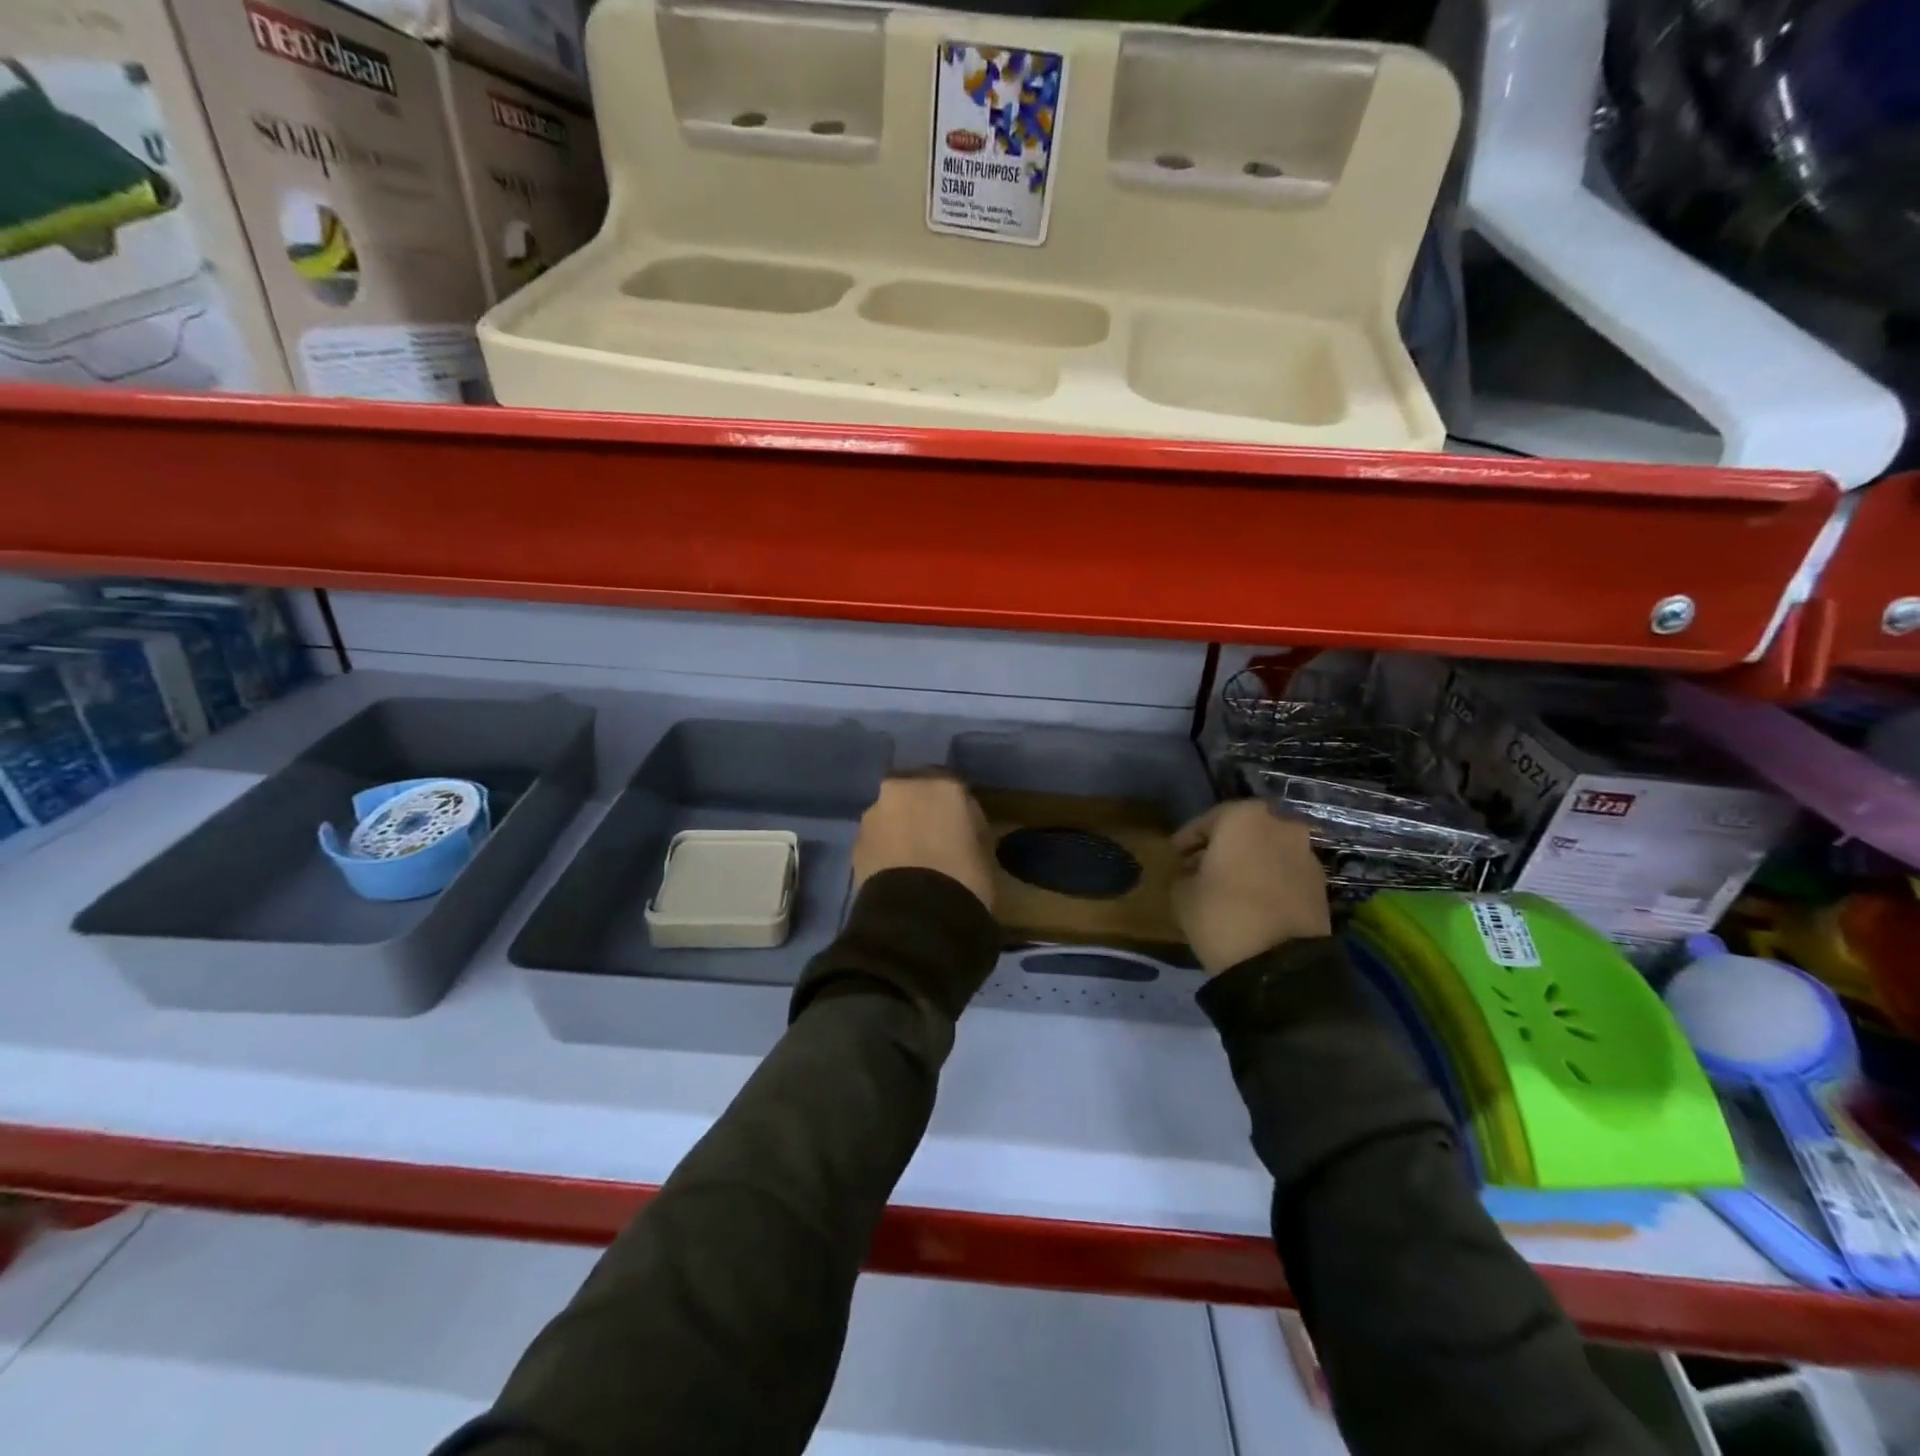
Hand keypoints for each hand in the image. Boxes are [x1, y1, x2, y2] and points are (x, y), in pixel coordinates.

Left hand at [851, 772, 995, 911]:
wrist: (915, 916)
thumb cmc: (964, 879)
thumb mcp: (985, 851)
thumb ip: (971, 827)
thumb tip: (962, 828)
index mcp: (942, 785)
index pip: (953, 784)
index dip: (957, 806)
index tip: (962, 825)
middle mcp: (903, 789)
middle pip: (914, 791)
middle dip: (921, 808)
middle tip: (933, 835)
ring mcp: (874, 813)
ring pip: (891, 813)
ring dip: (899, 827)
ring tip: (911, 857)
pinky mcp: (855, 841)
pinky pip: (876, 838)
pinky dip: (884, 847)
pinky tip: (896, 869)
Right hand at [1171, 801, 1330, 973]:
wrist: (1281, 964)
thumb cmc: (1222, 914)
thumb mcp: (1181, 892)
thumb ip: (1184, 872)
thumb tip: (1192, 871)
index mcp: (1243, 816)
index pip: (1205, 822)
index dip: (1186, 840)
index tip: (1174, 856)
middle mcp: (1280, 824)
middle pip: (1241, 831)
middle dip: (1221, 847)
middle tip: (1200, 868)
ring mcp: (1305, 853)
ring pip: (1266, 850)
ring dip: (1247, 862)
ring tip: (1227, 887)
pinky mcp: (1321, 883)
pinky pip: (1284, 872)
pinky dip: (1268, 879)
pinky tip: (1252, 900)